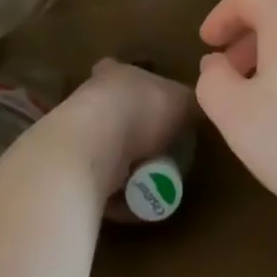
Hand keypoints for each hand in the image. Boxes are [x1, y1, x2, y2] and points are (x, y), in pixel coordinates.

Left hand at [40, 58, 194, 203]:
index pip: (122, 71)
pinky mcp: (70, 170)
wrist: (92, 147)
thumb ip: (192, 103)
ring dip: (126, 166)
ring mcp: (76, 135)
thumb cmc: (140, 110)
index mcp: (115, 73)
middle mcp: (90, 99)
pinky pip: (100, 184)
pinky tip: (137, 205)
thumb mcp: (182, 101)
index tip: (158, 104)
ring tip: (155, 182)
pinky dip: (118, 195)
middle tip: (165, 151)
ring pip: (105, 150)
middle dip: (136, 131)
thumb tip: (205, 105)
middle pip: (115, 113)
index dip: (141, 86)